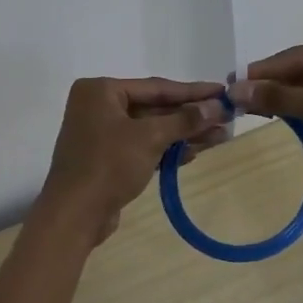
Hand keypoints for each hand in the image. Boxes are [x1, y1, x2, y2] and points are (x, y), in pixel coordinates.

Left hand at [39, 77, 228, 242]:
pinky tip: (195, 152)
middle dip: (191, 116)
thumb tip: (218, 106)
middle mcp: (99, 106)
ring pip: (151, 129)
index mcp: (101, 90)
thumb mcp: (149, 138)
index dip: (193, 91)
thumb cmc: (108, 165)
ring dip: (184, 134)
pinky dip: (167, 149)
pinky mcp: (108, 159)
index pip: (156, 87)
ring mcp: (102, 134)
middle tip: (227, 118)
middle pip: (155, 107)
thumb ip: (184, 120)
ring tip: (221, 137)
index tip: (223, 91)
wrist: (75, 214)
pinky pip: (144, 147)